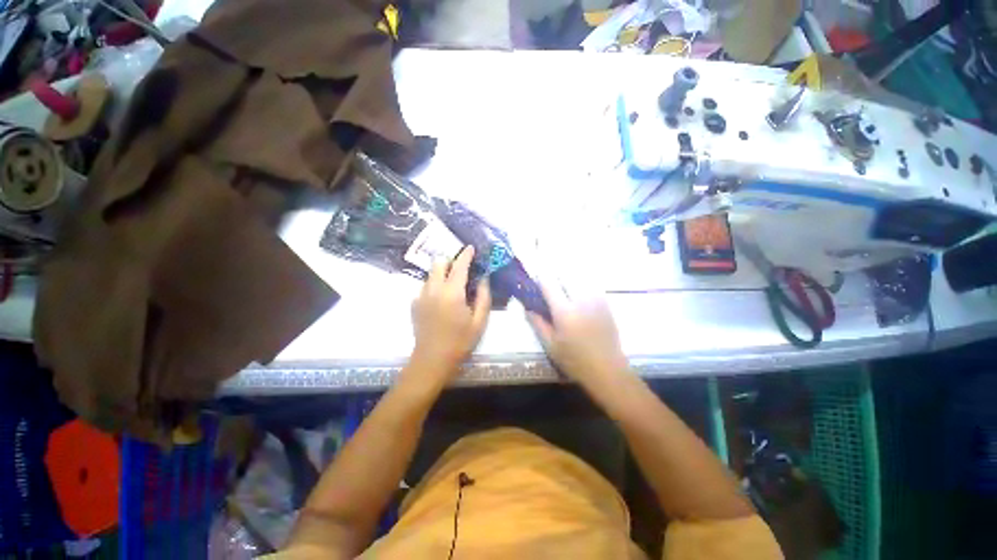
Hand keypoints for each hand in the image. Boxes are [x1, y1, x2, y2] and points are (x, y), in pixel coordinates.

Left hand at [410, 245, 490, 378]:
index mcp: (452, 293)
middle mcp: (433, 289)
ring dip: (442, 273)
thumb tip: (483, 278)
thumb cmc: (460, 341)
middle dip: (451, 261)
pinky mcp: (414, 303)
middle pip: (439, 263)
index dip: (466, 254)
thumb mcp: (479, 321)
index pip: (459, 265)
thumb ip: (483, 296)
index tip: (471, 248)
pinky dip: (435, 285)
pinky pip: (425, 286)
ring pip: (431, 274)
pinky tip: (442, 299)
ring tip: (453, 285)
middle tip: (462, 269)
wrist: (432, 360)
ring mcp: (421, 296)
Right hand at [526, 281, 627, 389]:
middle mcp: (580, 299)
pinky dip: (582, 284)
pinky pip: (591, 285)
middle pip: (565, 275)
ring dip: (569, 279)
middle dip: (555, 277)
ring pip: (580, 277)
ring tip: (564, 289)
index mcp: (564, 311)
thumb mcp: (550, 345)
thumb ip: (537, 323)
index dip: (540, 279)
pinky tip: (579, 296)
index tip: (535, 282)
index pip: (549, 283)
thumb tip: (527, 308)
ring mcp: (596, 299)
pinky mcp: (606, 303)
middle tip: (550, 287)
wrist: (607, 369)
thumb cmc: (575, 360)